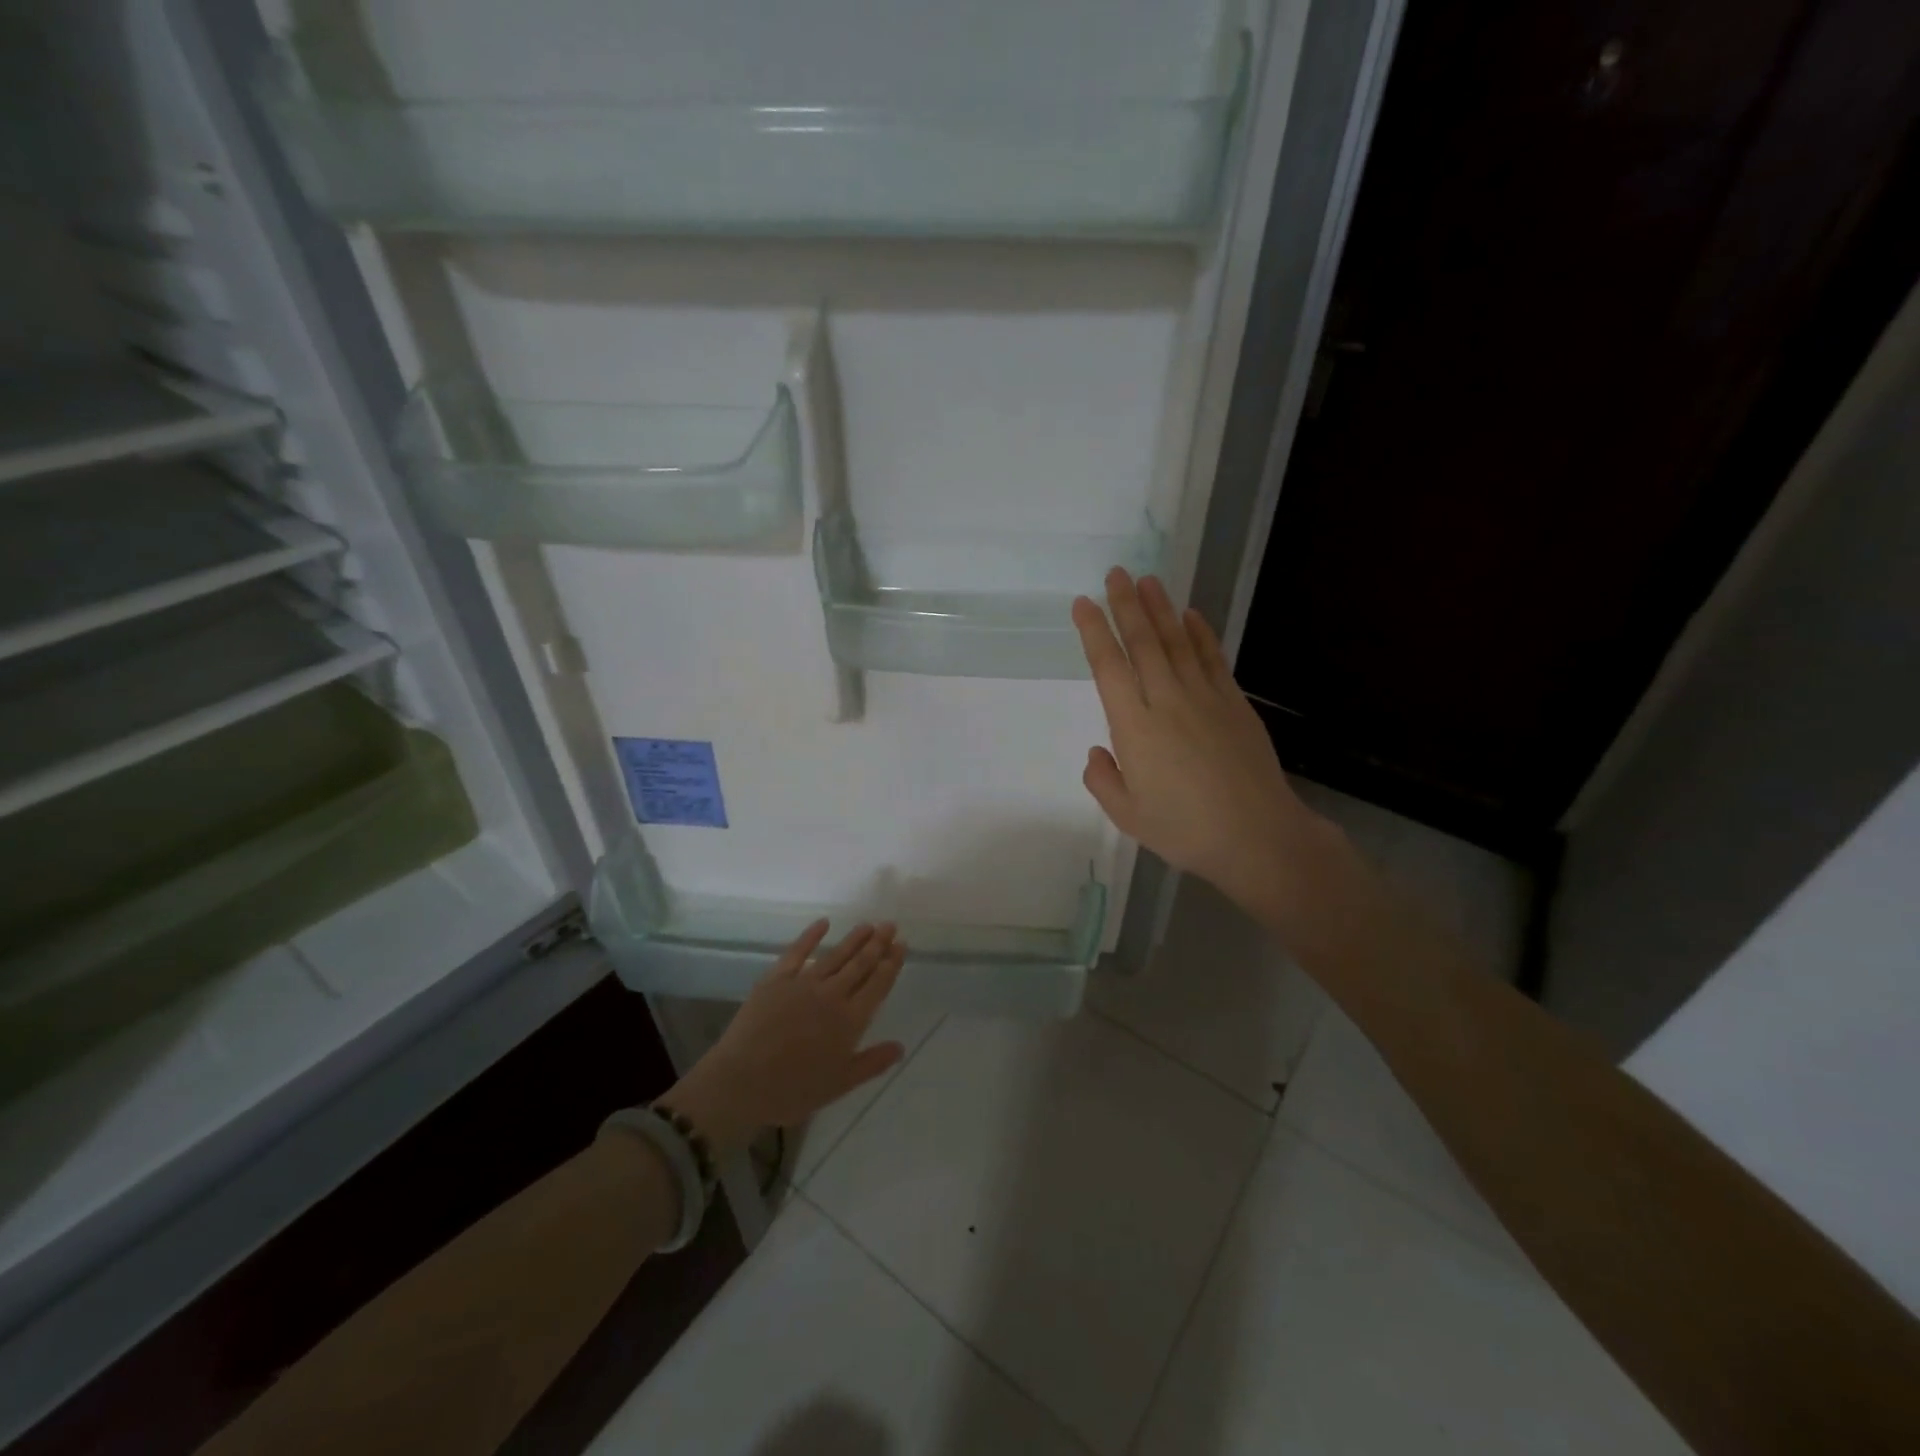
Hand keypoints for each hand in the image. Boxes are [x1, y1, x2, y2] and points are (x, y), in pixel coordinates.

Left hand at [656, 921, 906, 1154]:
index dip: (891, 964)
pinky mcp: (777, 979)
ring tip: (868, 924)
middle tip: (890, 925)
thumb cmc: (792, 1090)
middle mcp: (832, 995)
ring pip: (836, 955)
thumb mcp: (839, 1085)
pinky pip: (798, 951)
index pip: (877, 985)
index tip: (901, 945)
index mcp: (850, 1020)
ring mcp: (804, 983)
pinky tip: (823, 923)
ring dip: (854, 938)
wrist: (741, 1082)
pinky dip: (811, 935)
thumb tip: (901, 1047)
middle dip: (878, 944)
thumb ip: (871, 1063)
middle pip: (860, 964)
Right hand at [1071, 569, 1329, 917]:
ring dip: (1160, 609)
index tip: (1083, 604)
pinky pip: (1213, 658)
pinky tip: (1190, 615)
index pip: (1109, 667)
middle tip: (1115, 574)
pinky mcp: (1234, 702)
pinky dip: (1200, 633)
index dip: (1094, 632)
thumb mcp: (1128, 815)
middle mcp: (1167, 701)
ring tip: (1147, 580)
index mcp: (1134, 727)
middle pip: (1143, 643)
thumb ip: (1103, 780)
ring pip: (1177, 642)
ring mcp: (1205, 697)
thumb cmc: (1185, 829)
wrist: (1257, 835)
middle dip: (1126, 605)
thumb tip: (1098, 752)